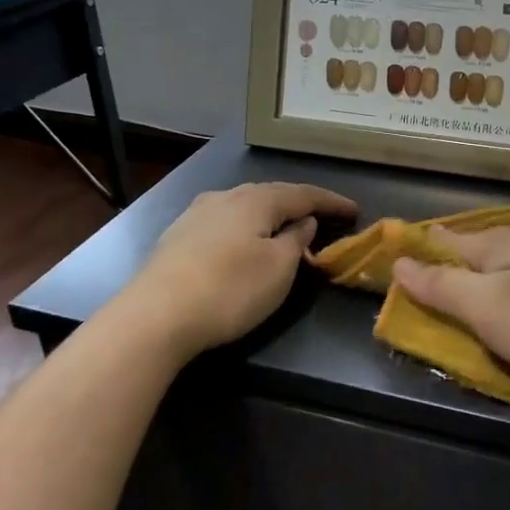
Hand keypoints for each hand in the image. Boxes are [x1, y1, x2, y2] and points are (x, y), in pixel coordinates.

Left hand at [129, 182, 356, 355]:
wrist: (154, 316)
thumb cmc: (229, 290)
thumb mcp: (278, 269)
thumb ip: (296, 240)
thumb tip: (303, 221)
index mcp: (256, 200)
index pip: (304, 194)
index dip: (331, 202)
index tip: (355, 210)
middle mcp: (225, 197)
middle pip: (271, 195)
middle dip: (299, 205)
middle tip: (323, 218)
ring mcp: (196, 214)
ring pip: (245, 207)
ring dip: (270, 216)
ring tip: (286, 228)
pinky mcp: (177, 236)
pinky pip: (225, 222)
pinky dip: (246, 228)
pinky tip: (245, 242)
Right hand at [392, 226, 509, 398]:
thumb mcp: (485, 307)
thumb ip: (441, 285)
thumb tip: (399, 261)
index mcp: (494, 243)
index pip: (439, 240)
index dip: (412, 257)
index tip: (387, 277)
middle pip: (468, 256)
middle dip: (443, 276)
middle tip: (419, 308)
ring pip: (497, 275)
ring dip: (474, 293)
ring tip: (457, 319)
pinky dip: (503, 306)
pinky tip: (506, 322)